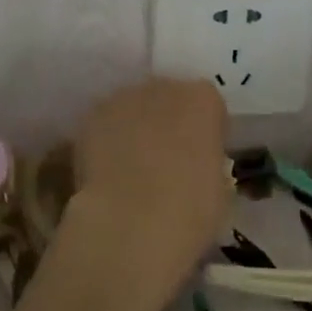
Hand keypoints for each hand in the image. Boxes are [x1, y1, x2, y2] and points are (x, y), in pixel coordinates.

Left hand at [63, 78, 231, 310]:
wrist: (132, 223)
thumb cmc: (190, 209)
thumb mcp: (219, 186)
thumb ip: (207, 159)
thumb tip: (194, 163)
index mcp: (203, 99)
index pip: (207, 105)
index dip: (203, 131)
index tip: (201, 156)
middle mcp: (164, 87)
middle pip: (168, 98)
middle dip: (167, 122)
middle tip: (164, 160)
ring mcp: (124, 98)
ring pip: (133, 108)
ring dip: (135, 128)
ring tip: (130, 167)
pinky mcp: (92, 117)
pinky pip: (104, 124)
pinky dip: (106, 141)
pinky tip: (107, 171)